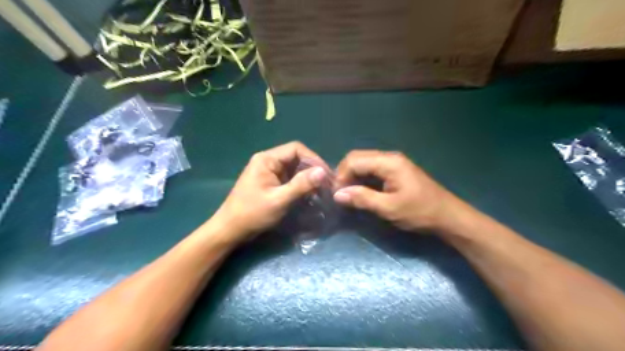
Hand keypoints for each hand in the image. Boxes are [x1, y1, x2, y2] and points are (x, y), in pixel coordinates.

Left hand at [210, 142, 326, 242]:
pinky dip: (300, 185)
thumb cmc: (252, 213)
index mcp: (267, 159)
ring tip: (321, 190)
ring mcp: (268, 172)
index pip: (296, 149)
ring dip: (307, 178)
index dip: (313, 159)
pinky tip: (309, 194)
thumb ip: (301, 185)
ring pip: (294, 169)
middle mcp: (268, 161)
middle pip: (296, 158)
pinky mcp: (270, 182)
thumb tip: (323, 172)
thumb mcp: (279, 200)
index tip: (326, 174)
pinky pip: (289, 178)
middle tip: (327, 184)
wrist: (230, 230)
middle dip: (312, 169)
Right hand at [334, 150, 457, 230]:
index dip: (341, 176)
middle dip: (345, 174)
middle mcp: (389, 157)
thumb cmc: (420, 212)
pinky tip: (361, 191)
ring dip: (353, 176)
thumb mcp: (389, 208)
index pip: (354, 160)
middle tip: (341, 194)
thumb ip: (362, 198)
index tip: (337, 195)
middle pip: (357, 157)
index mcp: (388, 162)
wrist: (448, 216)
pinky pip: (372, 168)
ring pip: (364, 162)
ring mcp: (393, 162)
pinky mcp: (395, 170)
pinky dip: (362, 178)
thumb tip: (337, 195)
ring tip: (348, 194)